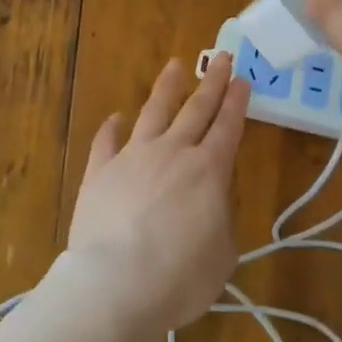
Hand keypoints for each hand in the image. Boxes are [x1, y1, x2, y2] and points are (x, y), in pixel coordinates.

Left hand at [64, 54, 249, 334]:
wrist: (117, 283)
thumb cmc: (180, 277)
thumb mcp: (223, 254)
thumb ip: (220, 218)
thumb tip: (210, 201)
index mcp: (209, 170)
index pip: (228, 127)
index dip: (237, 102)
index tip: (242, 78)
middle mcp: (172, 153)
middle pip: (196, 109)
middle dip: (212, 82)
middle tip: (221, 58)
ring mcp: (133, 157)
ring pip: (154, 112)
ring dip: (167, 87)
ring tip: (175, 66)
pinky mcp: (99, 171)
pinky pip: (106, 141)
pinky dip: (112, 127)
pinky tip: (116, 117)